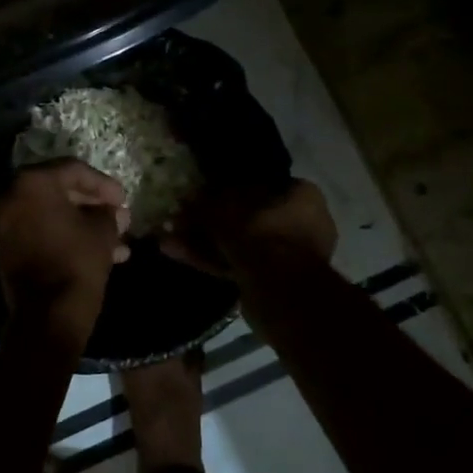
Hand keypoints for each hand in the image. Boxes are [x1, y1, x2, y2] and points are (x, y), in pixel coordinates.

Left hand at [0, 161, 130, 323]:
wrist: (48, 315)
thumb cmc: (77, 262)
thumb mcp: (102, 232)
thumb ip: (108, 213)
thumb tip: (114, 213)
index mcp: (31, 182)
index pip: (73, 170)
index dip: (103, 184)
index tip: (124, 200)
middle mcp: (9, 195)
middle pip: (57, 190)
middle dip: (91, 204)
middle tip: (116, 216)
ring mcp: (1, 222)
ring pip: (48, 213)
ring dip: (80, 223)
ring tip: (115, 240)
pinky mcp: (2, 246)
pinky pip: (36, 230)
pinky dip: (61, 234)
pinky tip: (94, 250)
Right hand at [159, 178, 337, 276]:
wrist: (280, 289)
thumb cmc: (260, 232)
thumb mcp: (224, 209)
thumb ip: (204, 203)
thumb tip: (186, 198)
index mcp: (303, 197)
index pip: (264, 183)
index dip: (231, 185)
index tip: (206, 190)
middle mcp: (301, 224)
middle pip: (247, 216)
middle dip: (210, 219)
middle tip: (181, 217)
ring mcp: (286, 256)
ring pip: (239, 242)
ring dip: (204, 240)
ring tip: (170, 237)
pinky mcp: (270, 281)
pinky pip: (237, 262)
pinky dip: (210, 259)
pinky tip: (177, 254)